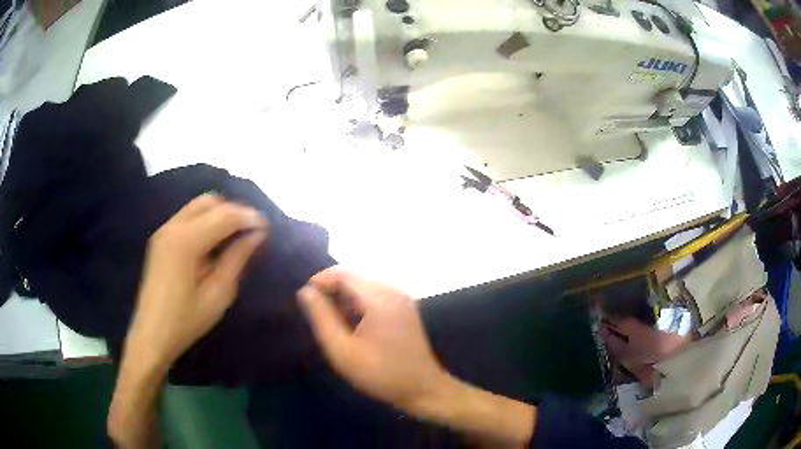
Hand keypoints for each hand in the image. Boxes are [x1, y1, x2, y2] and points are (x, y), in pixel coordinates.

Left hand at [127, 194, 267, 368]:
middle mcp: (173, 227)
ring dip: (220, 214)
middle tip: (252, 231)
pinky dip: (206, 220)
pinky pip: (188, 217)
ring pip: (198, 206)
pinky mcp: (161, 238)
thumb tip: (256, 235)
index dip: (249, 218)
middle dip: (235, 211)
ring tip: (237, 235)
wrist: (152, 336)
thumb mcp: (218, 295)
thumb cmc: (186, 321)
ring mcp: (164, 230)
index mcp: (186, 241)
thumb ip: (237, 259)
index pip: (225, 215)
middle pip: (210, 202)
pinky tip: (215, 241)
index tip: (268, 229)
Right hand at [297, 268, 448, 413]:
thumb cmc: (381, 374)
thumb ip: (322, 318)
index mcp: (380, 298)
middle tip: (318, 317)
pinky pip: (375, 297)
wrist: (423, 389)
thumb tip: (306, 292)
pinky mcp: (404, 309)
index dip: (320, 281)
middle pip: (354, 278)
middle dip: (332, 292)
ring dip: (344, 299)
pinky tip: (353, 327)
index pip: (343, 273)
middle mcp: (393, 291)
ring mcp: (402, 299)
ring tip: (333, 324)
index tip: (305, 301)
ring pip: (363, 287)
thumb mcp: (343, 351)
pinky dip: (359, 305)